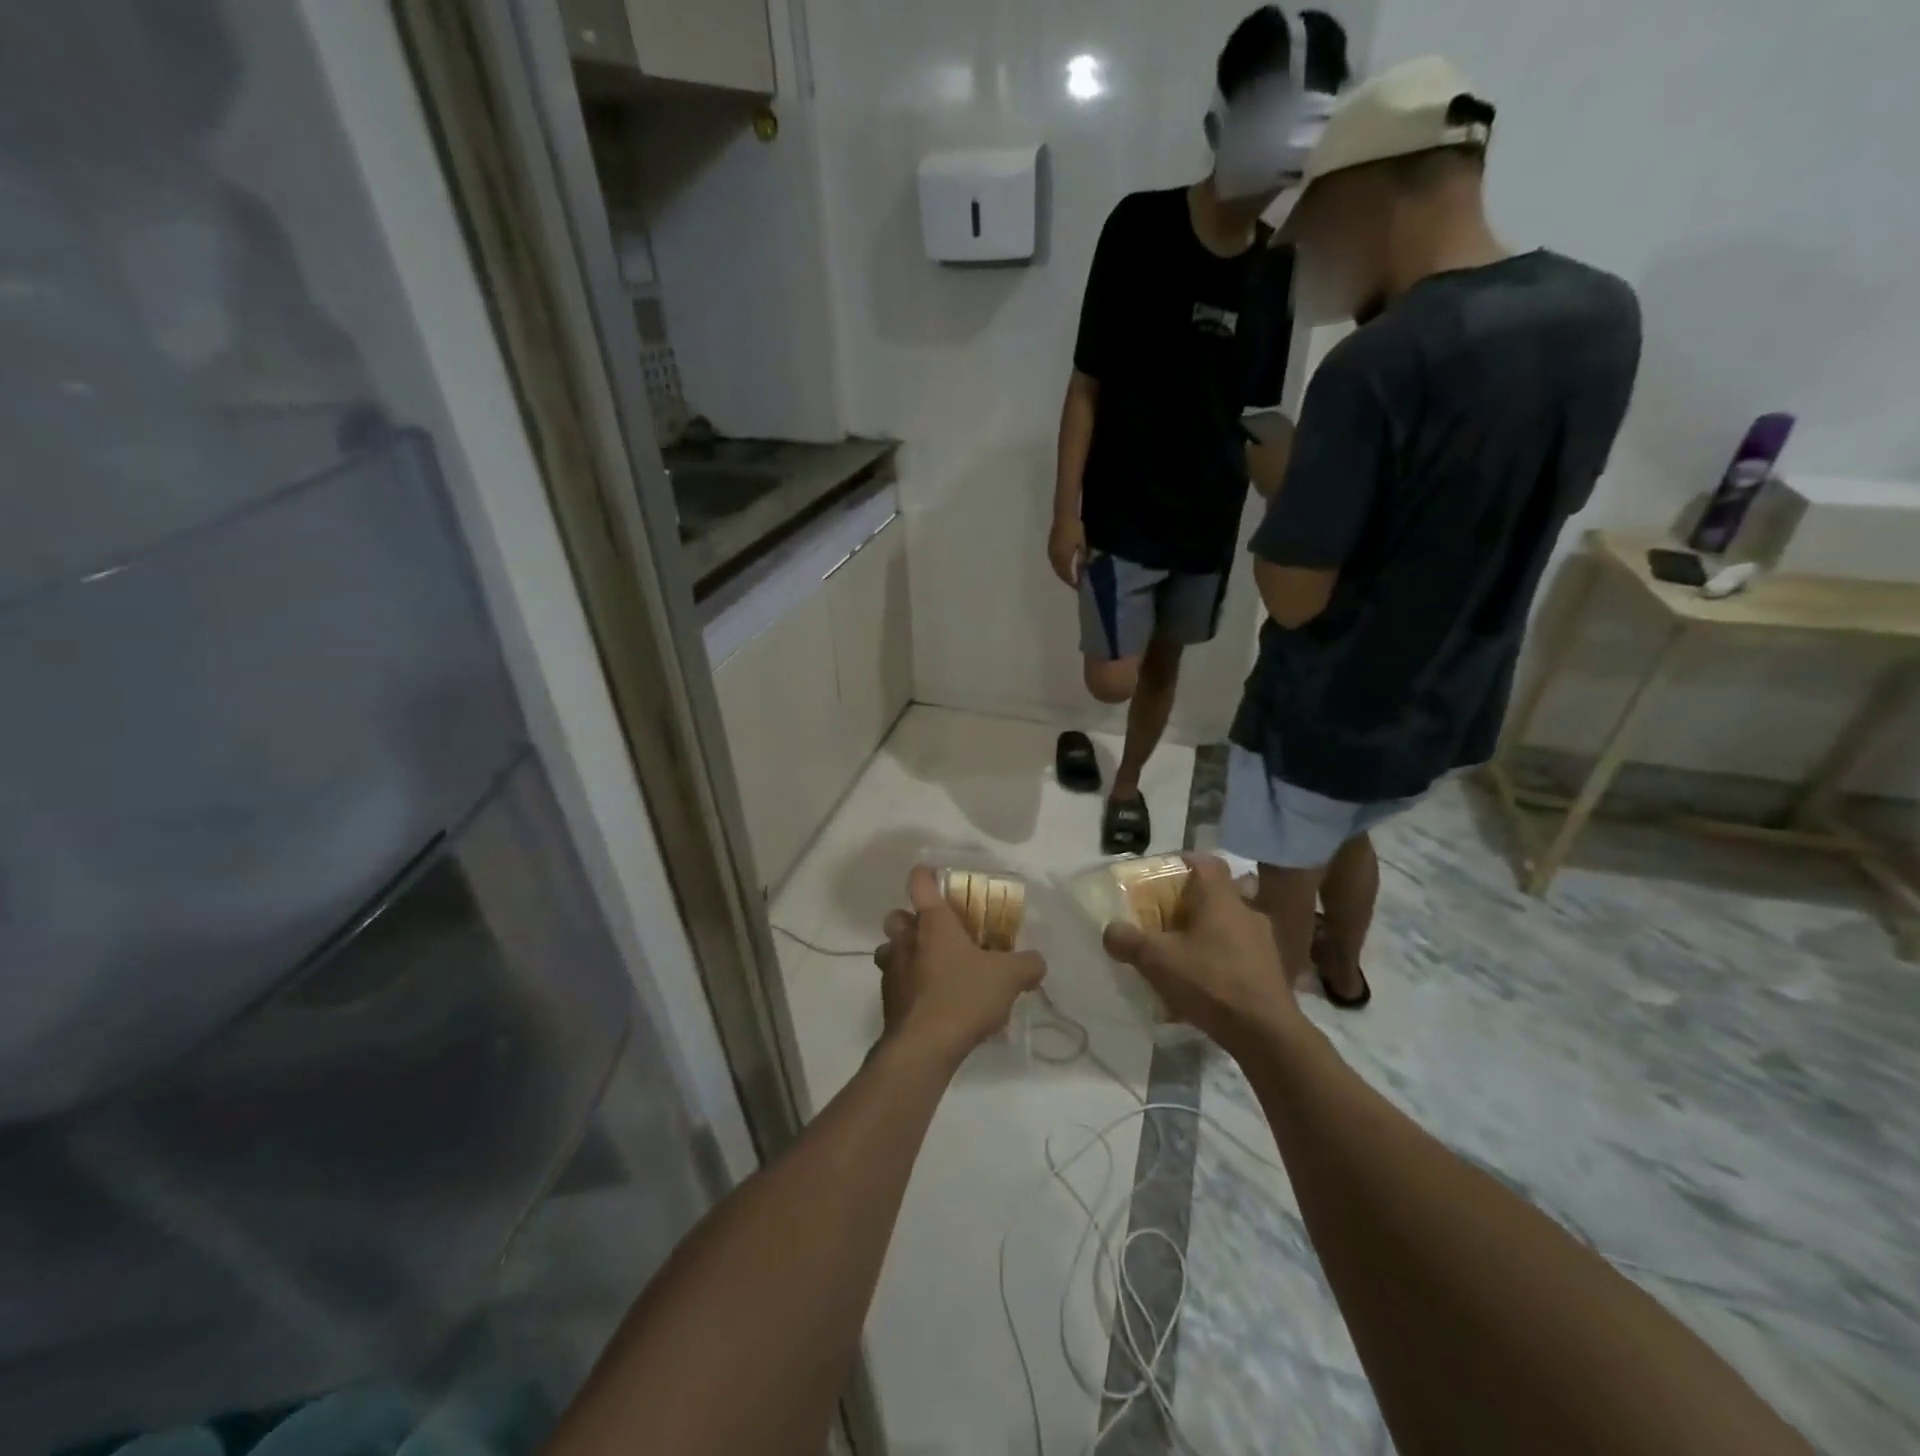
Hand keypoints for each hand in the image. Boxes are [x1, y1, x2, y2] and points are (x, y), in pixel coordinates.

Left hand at [875, 867, 1045, 1061]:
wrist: (923, 1048)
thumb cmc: (963, 996)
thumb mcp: (1009, 977)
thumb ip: (1027, 964)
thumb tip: (1037, 961)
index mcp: (933, 923)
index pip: (920, 883)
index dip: (926, 876)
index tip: (935, 877)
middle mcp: (906, 941)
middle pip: (896, 917)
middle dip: (911, 920)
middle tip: (938, 934)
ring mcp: (892, 972)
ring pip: (890, 951)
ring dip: (905, 954)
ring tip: (933, 969)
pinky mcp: (888, 1003)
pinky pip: (895, 985)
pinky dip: (910, 988)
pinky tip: (934, 1003)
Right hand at [1047, 515, 1086, 587]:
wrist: (1064, 515)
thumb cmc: (1075, 529)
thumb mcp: (1082, 544)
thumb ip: (1081, 558)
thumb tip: (1082, 570)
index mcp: (1063, 557)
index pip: (1066, 575)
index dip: (1072, 582)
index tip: (1078, 586)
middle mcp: (1054, 557)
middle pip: (1059, 572)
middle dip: (1066, 579)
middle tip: (1074, 583)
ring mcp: (1051, 551)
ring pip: (1055, 567)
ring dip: (1061, 573)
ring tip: (1069, 575)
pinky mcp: (1050, 547)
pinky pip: (1053, 561)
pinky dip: (1058, 566)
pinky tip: (1063, 565)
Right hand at [1102, 856, 1302, 1054]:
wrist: (1267, 1033)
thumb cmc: (1211, 982)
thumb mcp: (1157, 960)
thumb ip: (1128, 940)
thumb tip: (1111, 930)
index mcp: (1220, 898)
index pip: (1205, 861)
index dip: (1183, 861)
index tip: (1162, 874)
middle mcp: (1246, 910)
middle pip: (1217, 892)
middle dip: (1191, 901)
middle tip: (1165, 916)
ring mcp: (1264, 940)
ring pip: (1230, 923)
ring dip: (1208, 931)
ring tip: (1184, 952)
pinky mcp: (1271, 969)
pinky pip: (1240, 950)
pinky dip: (1222, 957)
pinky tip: (1206, 981)